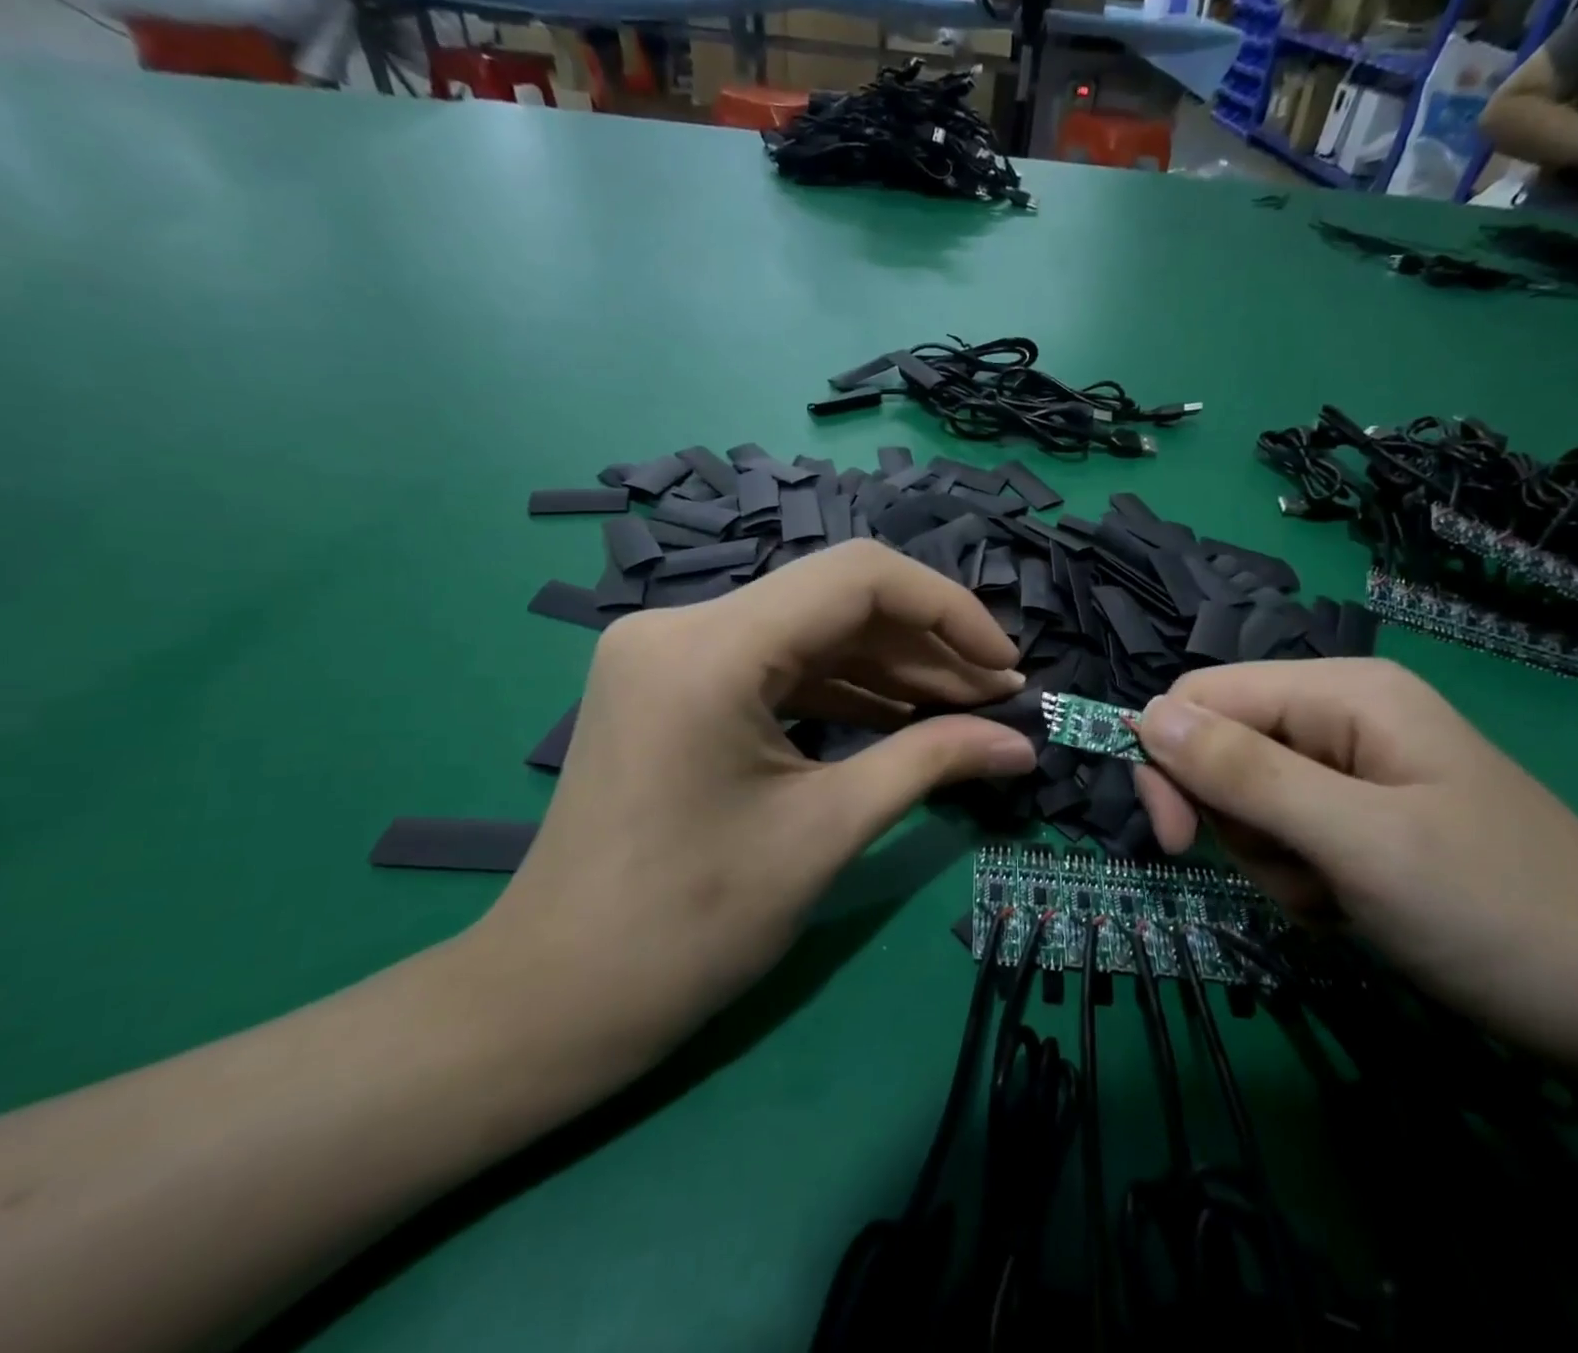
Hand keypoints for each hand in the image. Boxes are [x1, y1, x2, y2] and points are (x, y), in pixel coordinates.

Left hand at [474, 540, 1035, 1069]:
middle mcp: (682, 625)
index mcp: (712, 648)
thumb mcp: (826, 832)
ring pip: (810, 631)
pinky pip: (777, 665)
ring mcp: (671, 652)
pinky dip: (843, 687)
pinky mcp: (674, 684)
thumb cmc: (690, 926)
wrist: (555, 999)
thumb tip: (1022, 745)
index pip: (858, 578)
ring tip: (963, 709)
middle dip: (926, 644)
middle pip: (835, 599)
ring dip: (890, 666)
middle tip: (996, 697)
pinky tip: (901, 716)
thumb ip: (931, 764)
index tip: (1005, 664)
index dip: (948, 610)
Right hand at [1131, 660, 1577, 1071]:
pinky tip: (1351, 908)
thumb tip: (1145, 716)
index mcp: (1342, 692)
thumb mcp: (1358, 842)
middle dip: (1236, 820)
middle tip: (1289, 878)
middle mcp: (1342, 716)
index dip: (1171, 758)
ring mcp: (1354, 770)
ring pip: (1247, 800)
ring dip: (1271, 859)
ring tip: (1338, 897)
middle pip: (1221, 747)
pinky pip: (1285, 836)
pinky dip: (1299, 879)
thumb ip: (1245, 773)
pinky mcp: (1362, 819)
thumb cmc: (1500, 915)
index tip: (1177, 839)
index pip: (1203, 696)